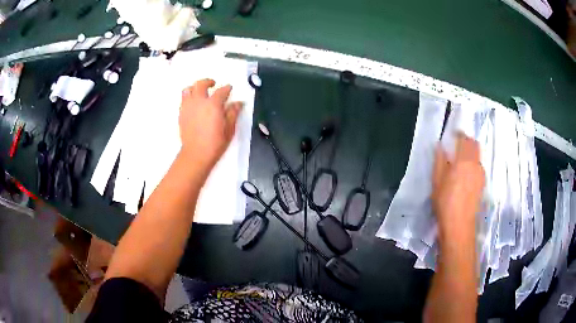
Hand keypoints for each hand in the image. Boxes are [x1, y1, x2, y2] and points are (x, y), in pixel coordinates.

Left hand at [179, 79, 242, 170]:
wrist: (196, 154)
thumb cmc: (215, 143)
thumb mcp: (229, 129)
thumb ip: (233, 113)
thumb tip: (238, 103)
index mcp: (213, 105)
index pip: (221, 91)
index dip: (227, 88)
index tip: (229, 88)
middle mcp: (199, 102)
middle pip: (201, 84)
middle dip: (208, 81)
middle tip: (213, 84)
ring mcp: (188, 107)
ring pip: (188, 89)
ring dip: (195, 87)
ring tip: (199, 91)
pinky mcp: (181, 113)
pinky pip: (183, 99)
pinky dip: (189, 97)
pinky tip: (194, 103)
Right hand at [432, 133, 484, 240]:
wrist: (459, 226)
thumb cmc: (445, 202)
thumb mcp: (437, 181)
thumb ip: (439, 161)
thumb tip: (440, 146)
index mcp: (464, 160)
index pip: (465, 139)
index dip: (459, 134)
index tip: (453, 134)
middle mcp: (476, 164)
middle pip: (475, 145)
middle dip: (467, 142)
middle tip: (457, 146)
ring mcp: (481, 174)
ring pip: (477, 156)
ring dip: (470, 154)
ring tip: (460, 162)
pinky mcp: (482, 184)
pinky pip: (479, 167)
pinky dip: (473, 165)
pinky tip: (465, 176)